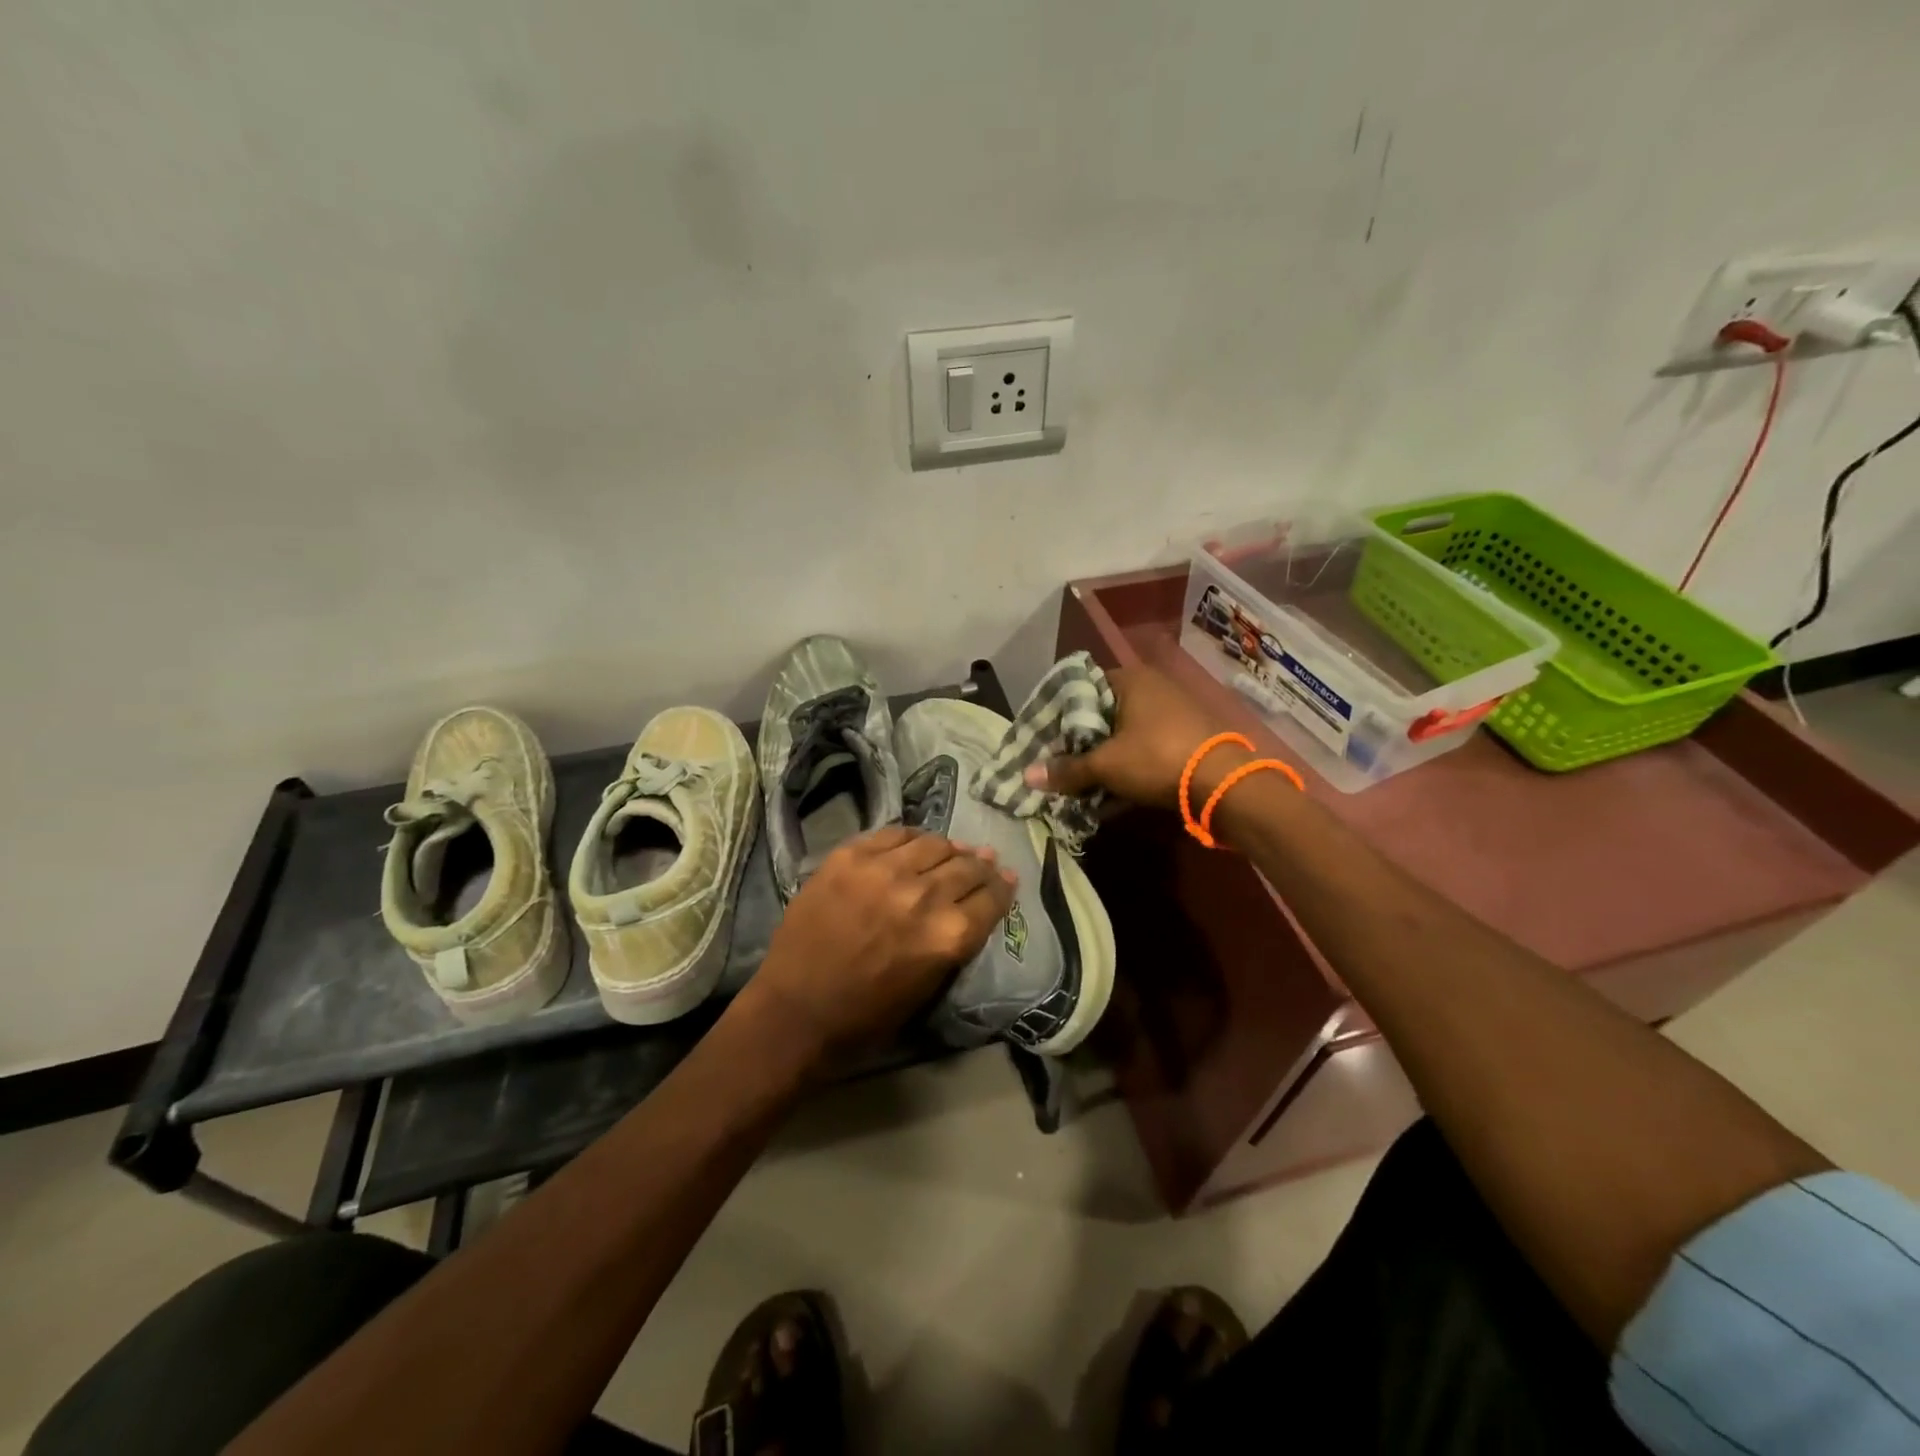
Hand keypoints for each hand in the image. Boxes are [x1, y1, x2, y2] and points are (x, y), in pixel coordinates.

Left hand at [745, 826, 1015, 1062]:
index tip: (1005, 878)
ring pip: (934, 843)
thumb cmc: (867, 1015)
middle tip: (983, 862)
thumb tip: (978, 902)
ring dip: (948, 849)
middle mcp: (924, 895)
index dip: (1002, 886)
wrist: (796, 1011)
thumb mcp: (930, 985)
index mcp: (948, 936)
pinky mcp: (850, 856)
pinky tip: (912, 845)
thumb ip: (958, 939)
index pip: (991, 896)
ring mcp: (883, 870)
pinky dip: (910, 838)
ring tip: (949, 853)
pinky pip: (893, 834)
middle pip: (967, 866)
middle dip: (980, 865)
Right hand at [1023, 665, 1246, 810]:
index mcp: (1130, 679)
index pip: (1081, 686)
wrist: (1224, 783)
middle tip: (1060, 761)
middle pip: (1103, 710)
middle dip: (1081, 738)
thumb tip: (1027, 776)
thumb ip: (1066, 769)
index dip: (1059, 712)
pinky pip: (1146, 744)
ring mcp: (1173, 710)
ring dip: (1105, 753)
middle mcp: (1152, 686)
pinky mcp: (1187, 734)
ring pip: (1125, 730)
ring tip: (1083, 778)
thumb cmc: (1157, 758)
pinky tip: (1114, 786)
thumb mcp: (1106, 765)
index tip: (1045, 737)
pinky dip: (1128, 761)